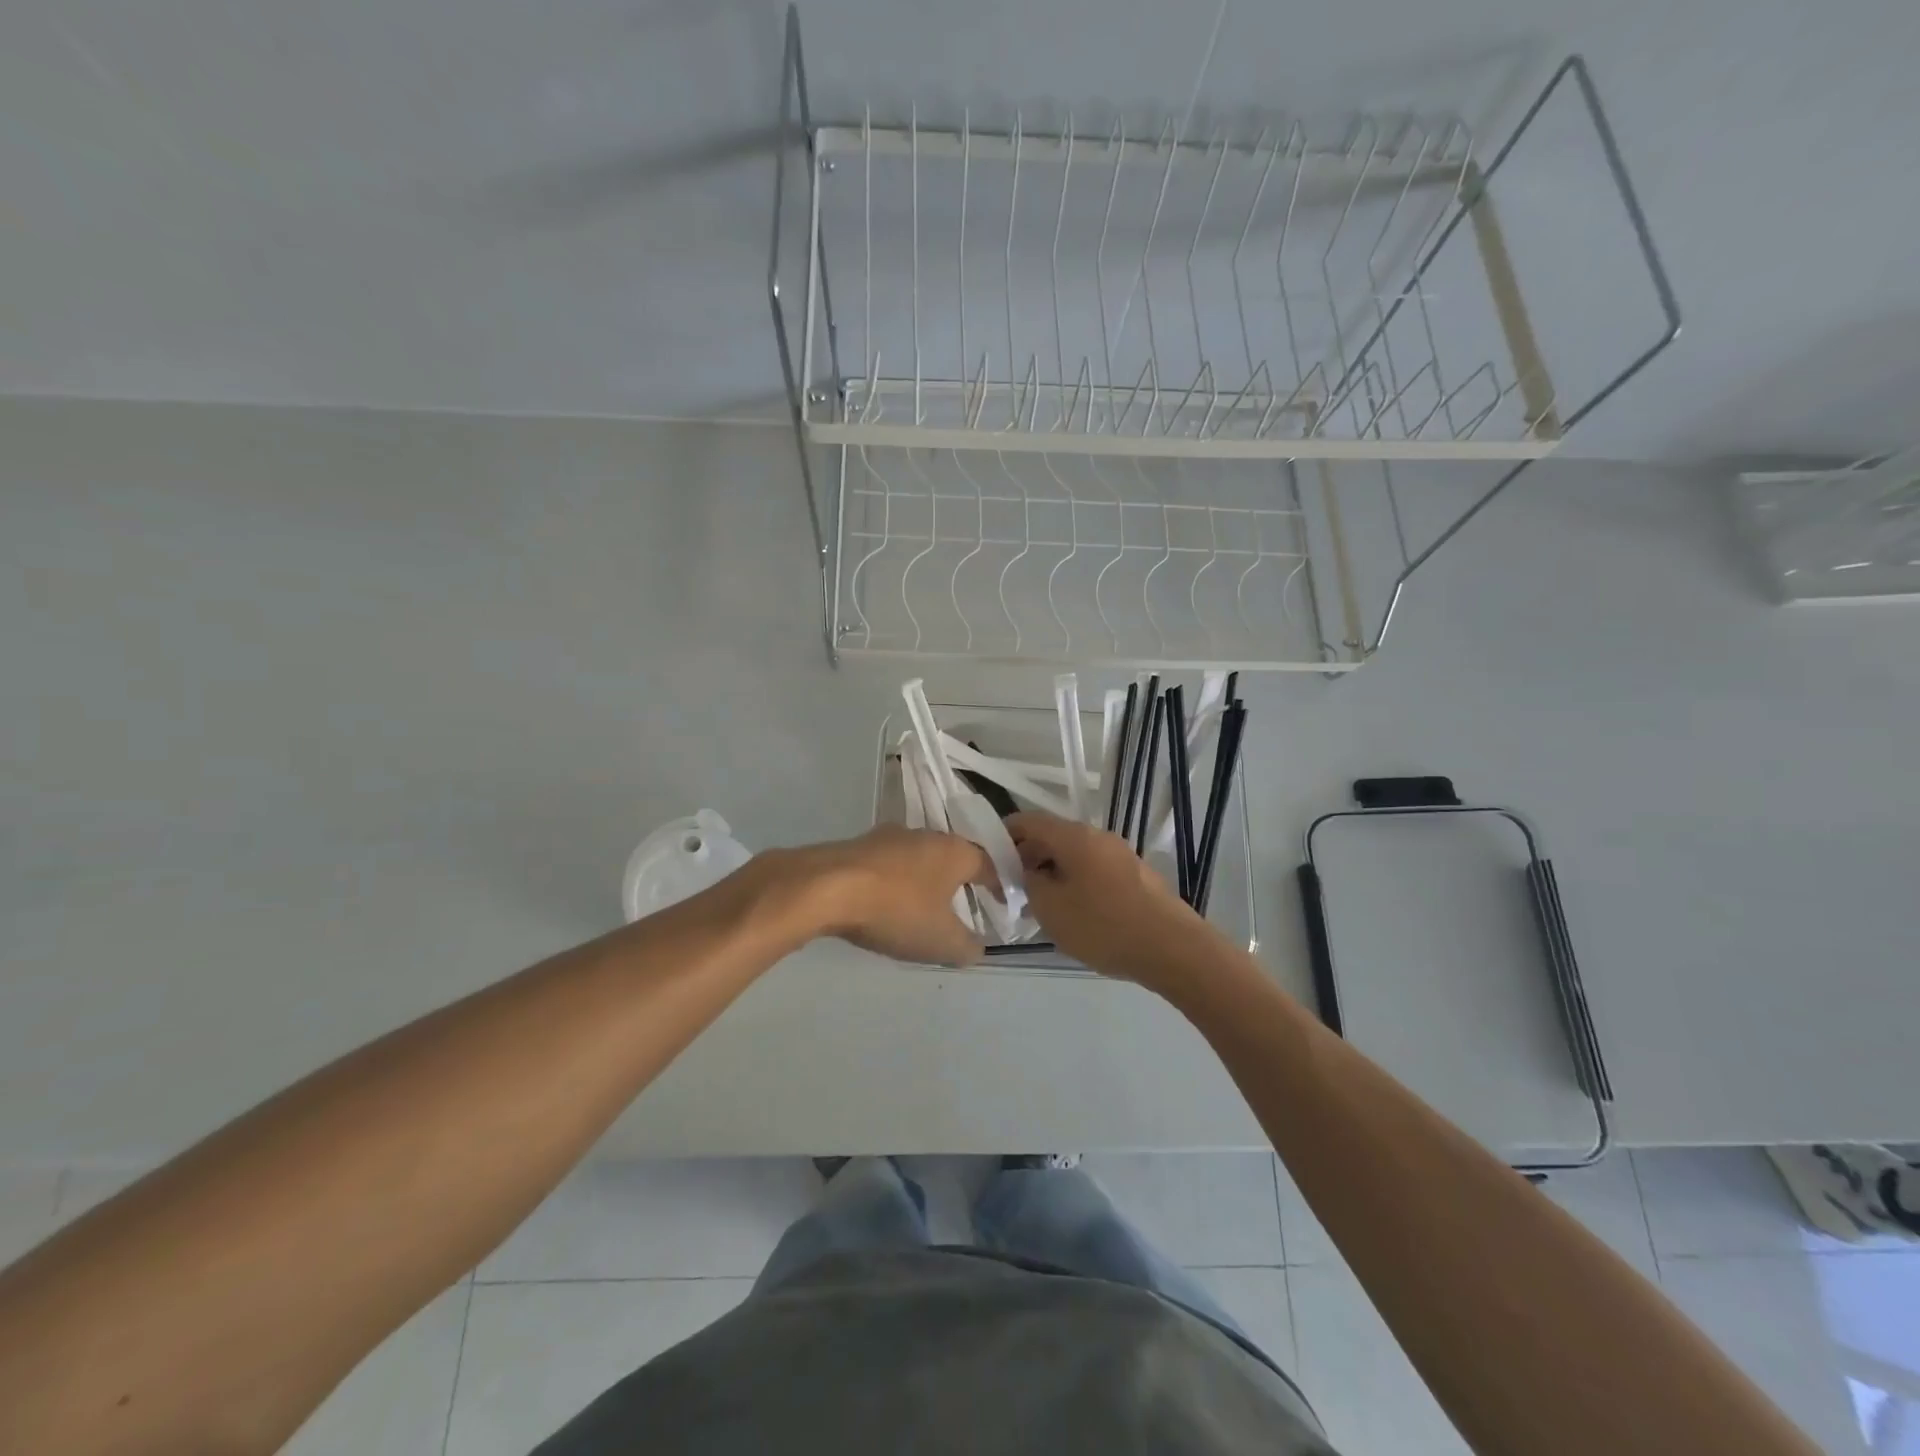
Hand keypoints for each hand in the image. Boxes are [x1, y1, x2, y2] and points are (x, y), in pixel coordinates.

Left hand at [783, 826, 996, 966]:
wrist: (824, 888)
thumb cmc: (897, 910)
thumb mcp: (942, 942)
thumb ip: (968, 947)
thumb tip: (976, 947)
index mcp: (955, 851)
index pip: (989, 865)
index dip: (999, 886)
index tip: (1003, 903)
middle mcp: (925, 835)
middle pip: (952, 858)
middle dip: (958, 882)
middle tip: (961, 909)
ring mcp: (887, 837)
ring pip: (917, 859)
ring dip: (923, 882)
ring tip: (921, 910)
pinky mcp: (857, 846)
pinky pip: (887, 866)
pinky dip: (893, 884)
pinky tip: (884, 905)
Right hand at [1006, 811, 1209, 987]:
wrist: (1172, 948)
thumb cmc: (1103, 925)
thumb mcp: (1050, 908)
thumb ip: (1028, 883)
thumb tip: (1025, 871)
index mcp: (1073, 836)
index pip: (1028, 821)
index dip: (1004, 835)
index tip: (988, 859)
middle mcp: (1097, 836)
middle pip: (1052, 837)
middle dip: (1027, 858)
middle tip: (1010, 889)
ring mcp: (1120, 855)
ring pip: (1074, 855)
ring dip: (1052, 873)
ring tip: (1039, 905)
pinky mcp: (1135, 876)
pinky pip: (1093, 870)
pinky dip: (1075, 883)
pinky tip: (1073, 913)